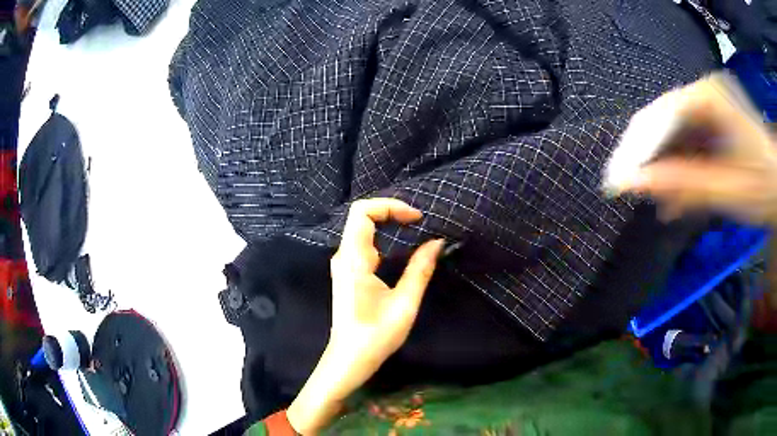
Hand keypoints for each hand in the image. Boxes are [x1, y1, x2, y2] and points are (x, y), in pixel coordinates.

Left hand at [287, 198, 443, 433]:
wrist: (349, 358)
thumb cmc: (376, 335)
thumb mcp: (405, 303)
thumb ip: (420, 269)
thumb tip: (437, 242)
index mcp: (354, 260)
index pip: (363, 212)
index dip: (390, 206)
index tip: (417, 218)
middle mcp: (344, 256)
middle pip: (361, 216)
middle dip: (390, 211)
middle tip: (418, 221)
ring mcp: (343, 264)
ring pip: (361, 228)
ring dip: (386, 222)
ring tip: (413, 227)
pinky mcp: (347, 272)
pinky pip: (362, 242)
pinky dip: (382, 235)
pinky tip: (399, 244)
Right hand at [623, 73, 776, 225]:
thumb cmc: (762, 187)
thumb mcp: (725, 188)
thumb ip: (680, 184)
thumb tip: (630, 185)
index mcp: (707, 96)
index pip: (659, 116)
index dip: (635, 149)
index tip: (614, 183)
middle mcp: (703, 94)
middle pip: (665, 124)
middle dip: (651, 162)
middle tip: (634, 195)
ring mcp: (709, 107)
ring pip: (676, 137)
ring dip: (666, 171)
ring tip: (659, 205)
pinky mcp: (713, 123)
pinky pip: (689, 144)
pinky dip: (682, 171)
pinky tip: (677, 198)